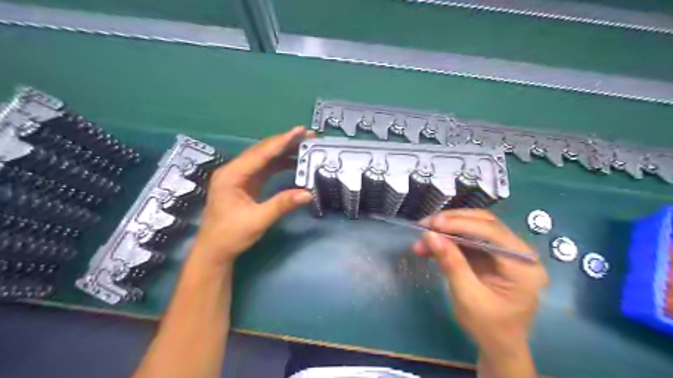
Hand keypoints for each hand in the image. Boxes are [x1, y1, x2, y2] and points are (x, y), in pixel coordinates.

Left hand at [191, 126, 313, 268]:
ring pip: (264, 158)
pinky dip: (280, 164)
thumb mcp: (258, 220)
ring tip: (305, 146)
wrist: (215, 251)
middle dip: (285, 142)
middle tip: (308, 136)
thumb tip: (308, 194)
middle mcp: (234, 170)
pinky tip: (294, 163)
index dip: (282, 141)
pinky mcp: (245, 183)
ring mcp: (239, 176)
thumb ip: (282, 205)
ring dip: (284, 151)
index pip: (261, 153)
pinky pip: (265, 168)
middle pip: (263, 150)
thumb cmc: (231, 235)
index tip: (300, 131)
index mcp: (232, 175)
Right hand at [414, 210, 548, 356]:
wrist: (499, 344)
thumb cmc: (489, 327)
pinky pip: (468, 238)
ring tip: (423, 236)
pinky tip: (431, 245)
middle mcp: (519, 252)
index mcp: (523, 265)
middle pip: (484, 223)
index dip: (461, 224)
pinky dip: (448, 239)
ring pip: (474, 227)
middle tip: (425, 225)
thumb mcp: (468, 297)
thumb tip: (430, 235)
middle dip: (451, 222)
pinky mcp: (492, 253)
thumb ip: (451, 264)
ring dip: (447, 229)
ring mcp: (505, 251)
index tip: (433, 224)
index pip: (493, 233)